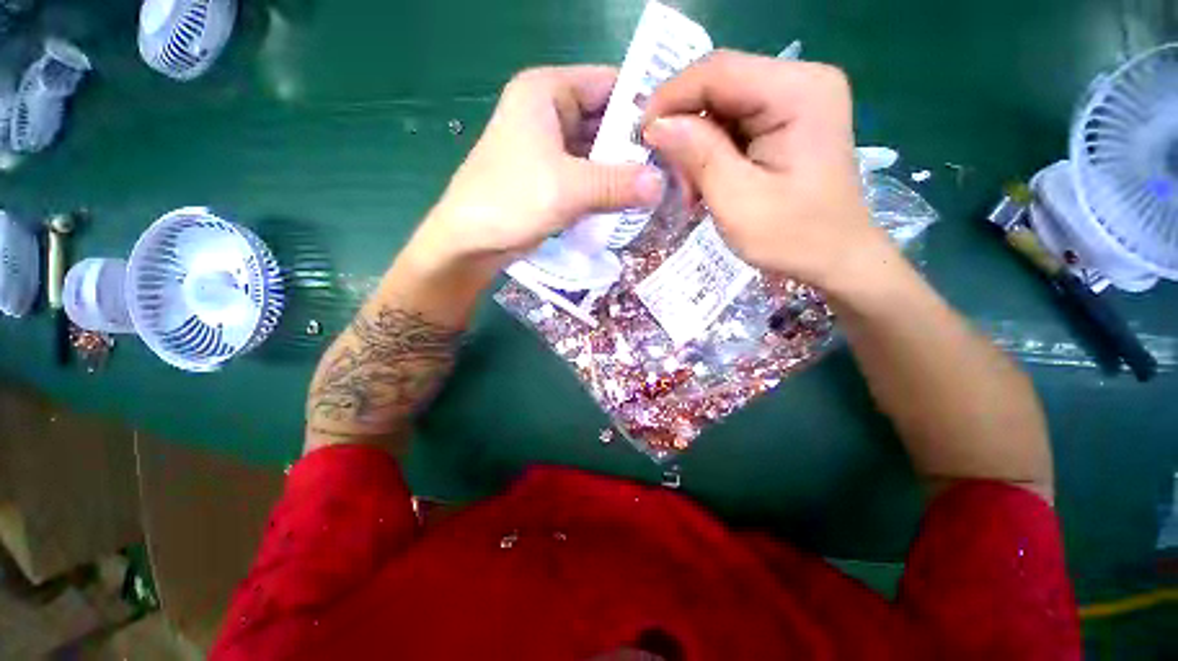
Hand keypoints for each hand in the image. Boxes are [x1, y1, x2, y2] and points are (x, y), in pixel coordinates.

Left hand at [412, 66, 664, 275]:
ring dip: (621, 171)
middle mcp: (548, 113)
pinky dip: (605, 187)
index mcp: (546, 92)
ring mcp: (548, 147)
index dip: (642, 106)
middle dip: (634, 146)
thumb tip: (662, 185)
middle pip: (604, 120)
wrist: (470, 242)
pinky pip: (586, 175)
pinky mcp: (549, 177)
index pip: (608, 83)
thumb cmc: (511, 201)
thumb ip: (618, 184)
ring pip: (596, 152)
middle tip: (672, 168)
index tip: (675, 133)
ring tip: (658, 187)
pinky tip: (629, 201)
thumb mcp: (569, 189)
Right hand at [642, 51, 894, 289]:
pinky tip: (706, 182)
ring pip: (722, 106)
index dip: (670, 97)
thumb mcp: (737, 201)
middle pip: (720, 85)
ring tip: (689, 188)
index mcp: (799, 92)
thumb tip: (656, 124)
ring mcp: (797, 99)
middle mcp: (801, 81)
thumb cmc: (792, 237)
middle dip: (684, 128)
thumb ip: (698, 156)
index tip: (640, 136)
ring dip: (695, 146)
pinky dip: (711, 152)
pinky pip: (734, 123)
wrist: (835, 257)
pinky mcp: (788, 119)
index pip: (718, 71)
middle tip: (667, 174)